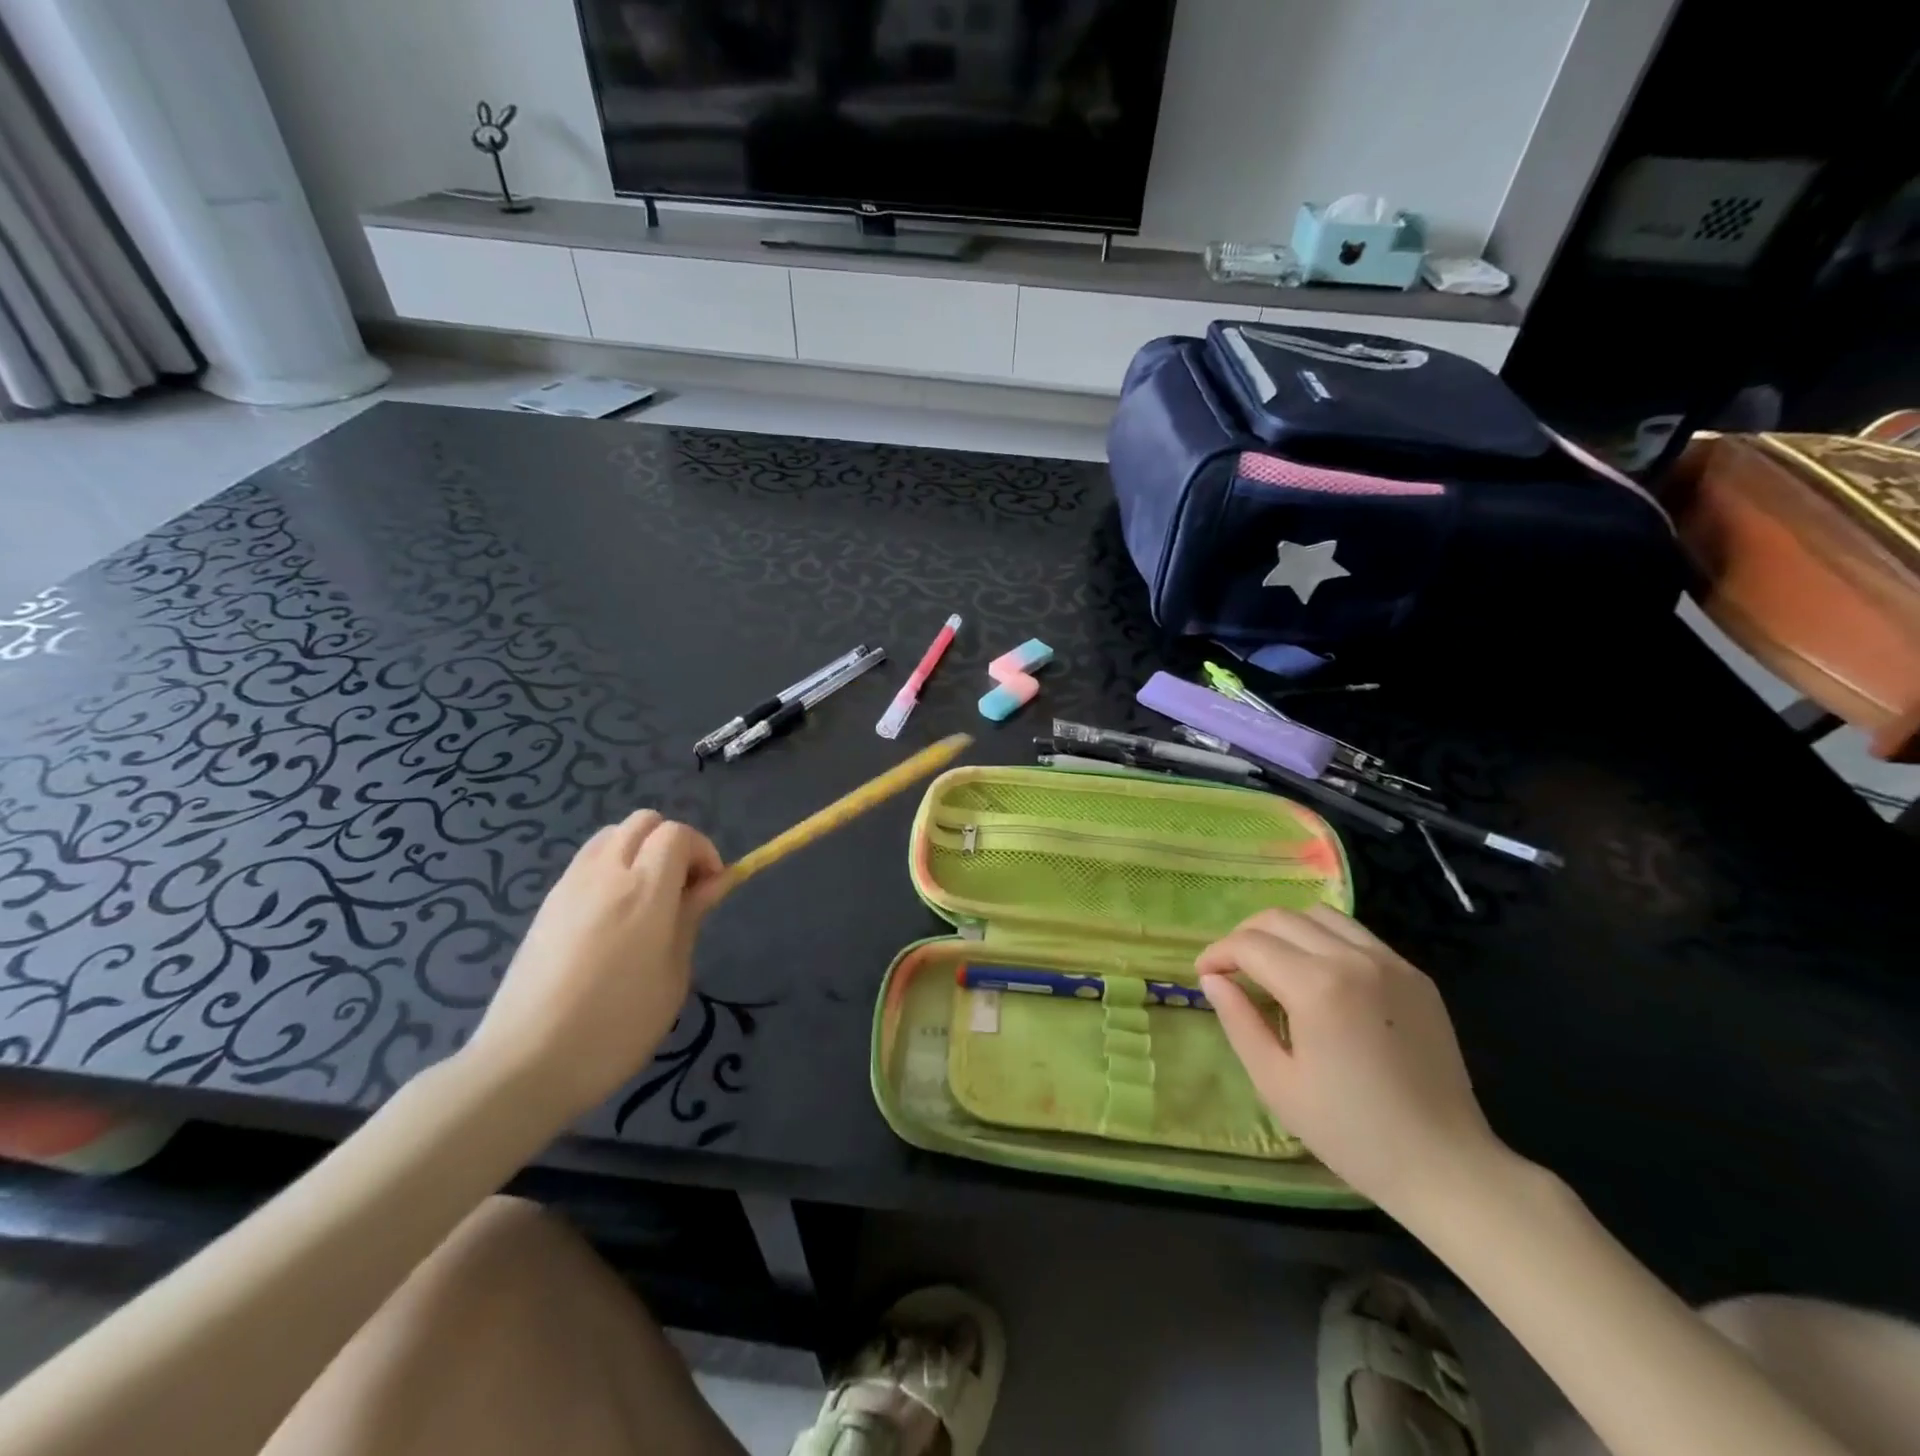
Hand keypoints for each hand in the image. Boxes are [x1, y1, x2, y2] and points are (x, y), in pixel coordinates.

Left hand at [468, 811, 724, 1123]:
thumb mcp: (672, 975)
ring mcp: (570, 886)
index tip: (710, 887)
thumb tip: (713, 881)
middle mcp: (605, 874)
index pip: (677, 834)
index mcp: (644, 890)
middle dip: (672, 843)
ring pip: (612, 835)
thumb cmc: (617, 1026)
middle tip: (682, 888)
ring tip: (648, 898)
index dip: (702, 851)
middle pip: (644, 822)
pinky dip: (611, 868)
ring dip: (639, 851)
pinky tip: (614, 915)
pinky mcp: (547, 904)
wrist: (525, 1064)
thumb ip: (690, 917)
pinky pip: (587, 861)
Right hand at [1197, 906, 1506, 1217]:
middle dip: (1245, 936)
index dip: (1218, 953)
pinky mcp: (1415, 976)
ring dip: (1285, 930)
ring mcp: (1391, 963)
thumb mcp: (1276, 1083)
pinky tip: (1319, 977)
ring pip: (1320, 915)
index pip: (1250, 944)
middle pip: (1280, 918)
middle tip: (1231, 968)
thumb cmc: (1352, 1133)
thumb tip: (1213, 979)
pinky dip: (1324, 940)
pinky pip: (1356, 935)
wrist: (1447, 1166)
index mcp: (1317, 987)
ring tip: (1273, 964)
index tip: (1203, 974)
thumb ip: (1239, 1021)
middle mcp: (1354, 959)